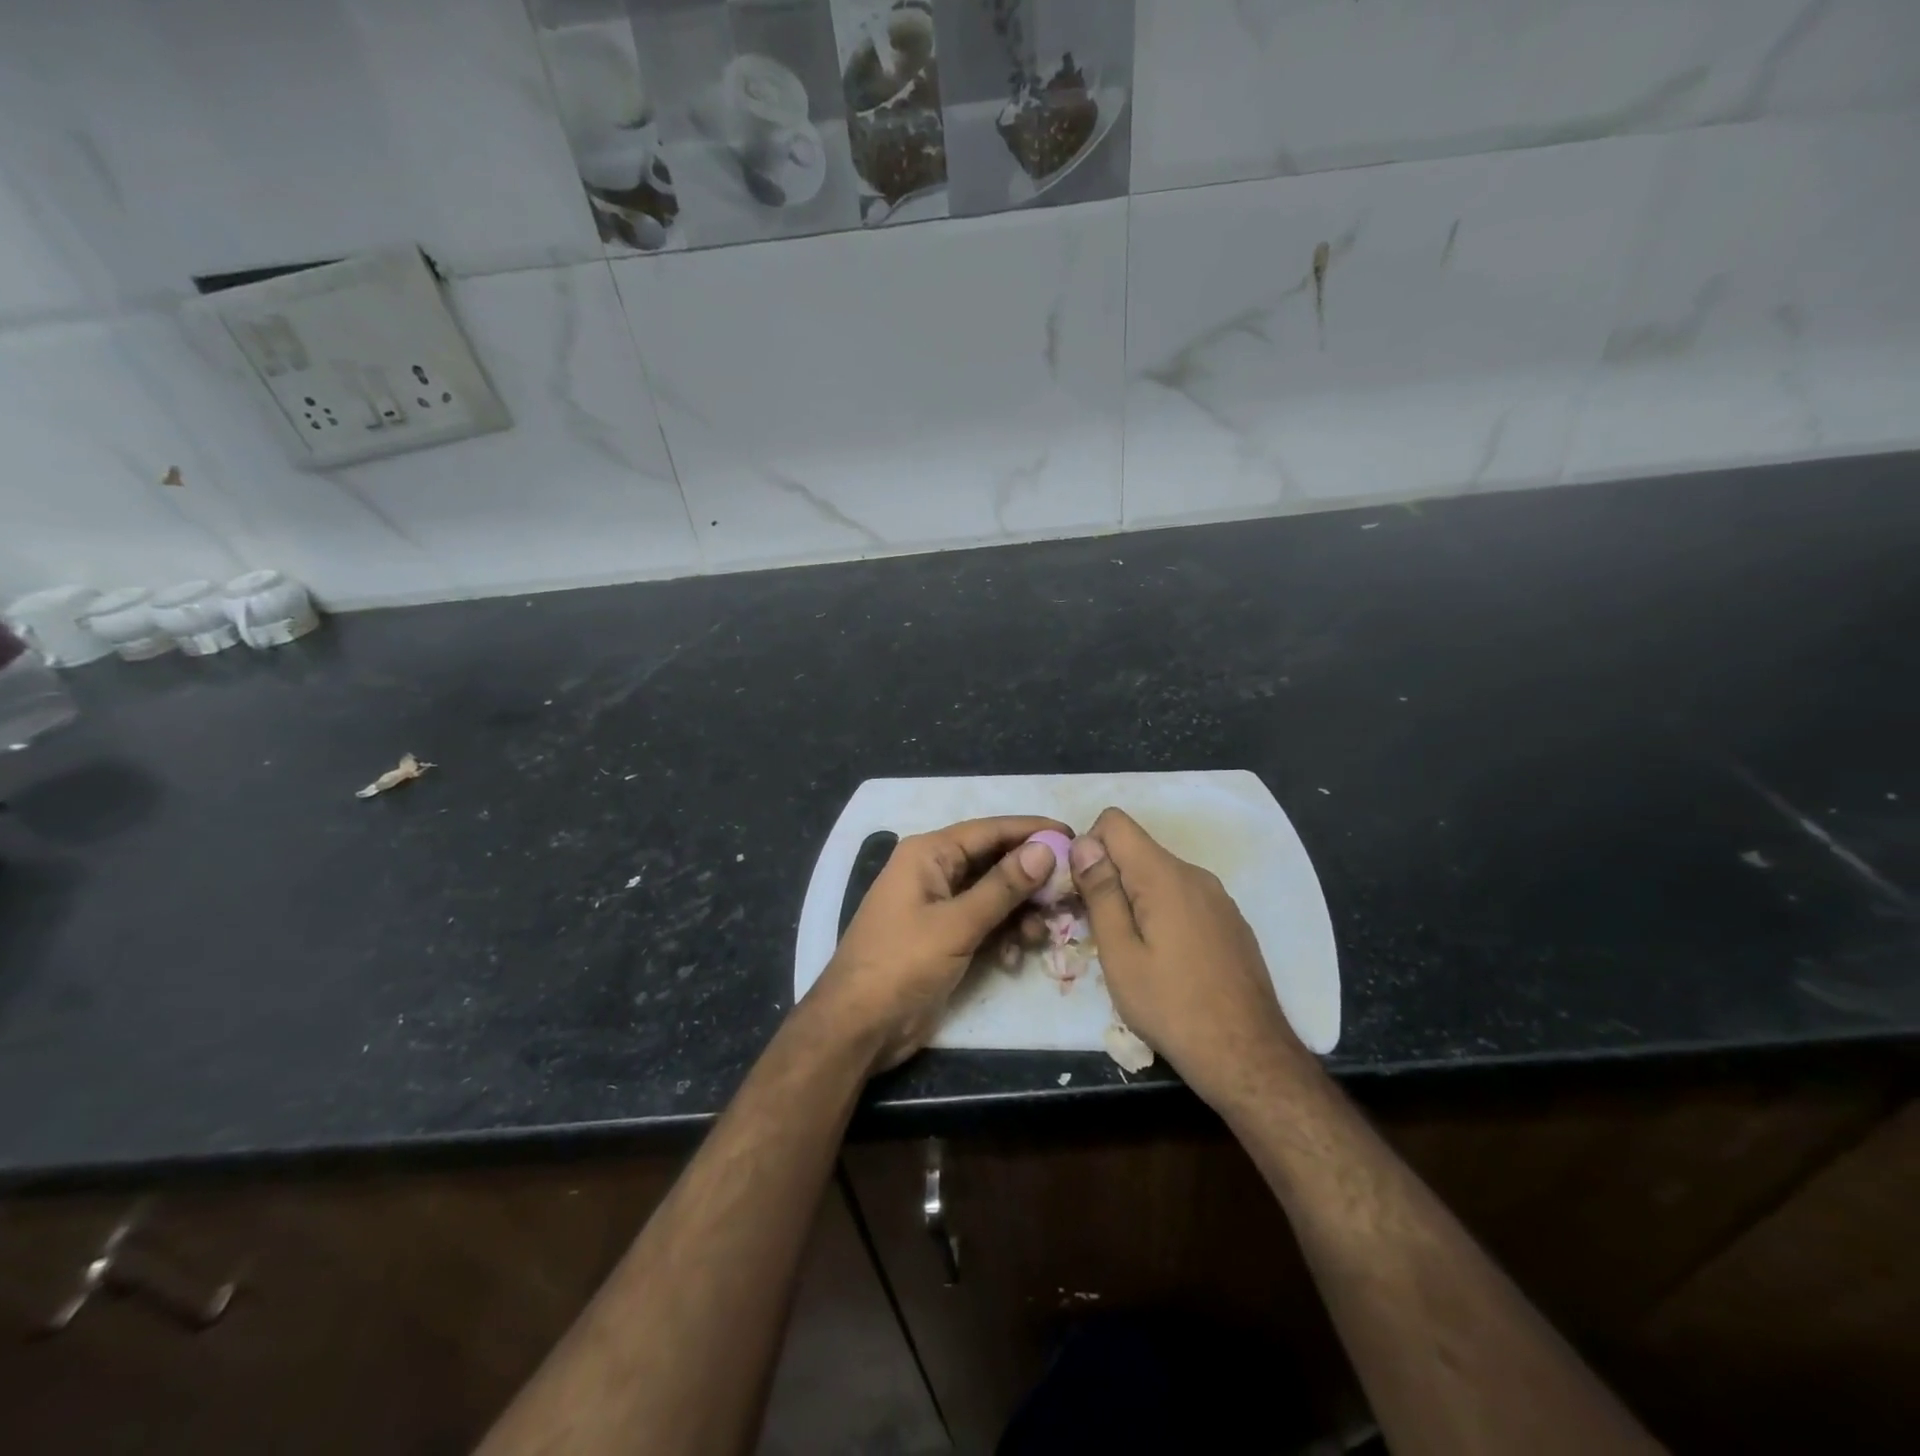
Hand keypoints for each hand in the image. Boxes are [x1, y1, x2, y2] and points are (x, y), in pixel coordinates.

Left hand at [807, 816, 1064, 1073]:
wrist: (858, 1026)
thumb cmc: (901, 964)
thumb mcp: (956, 925)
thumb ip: (1002, 887)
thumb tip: (1046, 849)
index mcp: (929, 854)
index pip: (990, 830)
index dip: (1032, 831)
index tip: (1074, 836)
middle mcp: (935, 871)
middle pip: (995, 862)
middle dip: (1031, 879)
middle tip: (1070, 893)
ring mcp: (939, 906)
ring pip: (994, 896)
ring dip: (1020, 913)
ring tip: (1040, 936)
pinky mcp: (945, 936)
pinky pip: (985, 923)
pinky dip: (1004, 935)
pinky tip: (1014, 957)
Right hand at [1070, 808, 1306, 1109]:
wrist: (1248, 1055)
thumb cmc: (1171, 1006)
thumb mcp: (1120, 953)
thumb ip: (1100, 892)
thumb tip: (1083, 843)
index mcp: (1164, 875)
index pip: (1115, 822)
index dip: (1089, 847)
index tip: (1082, 892)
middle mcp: (1194, 874)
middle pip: (1137, 849)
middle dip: (1109, 877)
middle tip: (1098, 931)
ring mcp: (1218, 898)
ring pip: (1160, 876)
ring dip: (1135, 898)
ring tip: (1131, 951)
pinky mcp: (1230, 921)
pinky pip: (1184, 898)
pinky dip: (1163, 913)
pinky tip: (1167, 960)